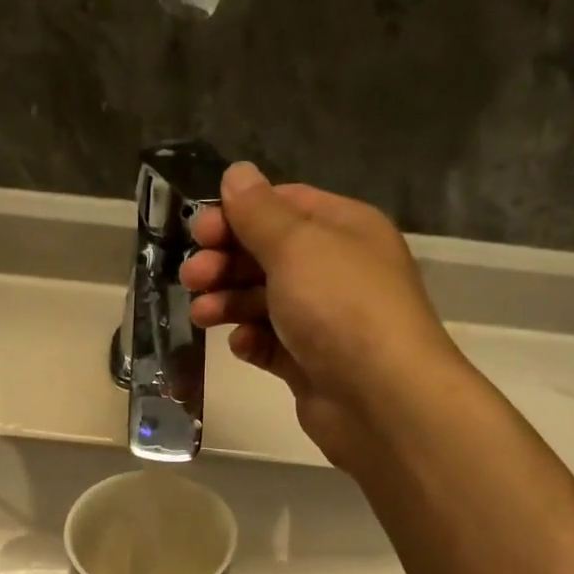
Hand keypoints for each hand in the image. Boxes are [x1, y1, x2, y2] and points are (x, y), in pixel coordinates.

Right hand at [181, 164, 461, 468]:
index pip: (284, 206)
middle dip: (226, 262)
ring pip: (264, 300)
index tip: (199, 231)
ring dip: (229, 302)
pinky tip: (241, 345)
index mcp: (344, 229)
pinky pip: (271, 343)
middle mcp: (336, 270)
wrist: (381, 399)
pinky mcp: (310, 363)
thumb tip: (237, 173)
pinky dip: (252, 341)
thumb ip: (258, 212)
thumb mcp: (296, 246)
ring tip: (201, 314)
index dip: (238, 215)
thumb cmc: (340, 307)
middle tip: (192, 276)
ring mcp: (324, 320)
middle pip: (268, 255)